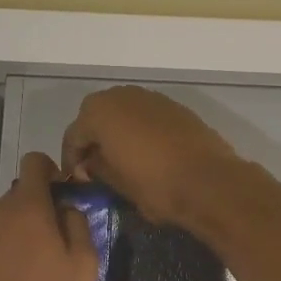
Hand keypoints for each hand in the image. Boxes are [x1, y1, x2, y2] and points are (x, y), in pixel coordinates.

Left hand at [0, 152, 97, 280]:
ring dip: (15, 230)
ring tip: (30, 265)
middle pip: (17, 194)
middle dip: (35, 206)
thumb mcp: (85, 264)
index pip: (33, 162)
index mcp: (27, 207)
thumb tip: (66, 208)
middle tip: (53, 237)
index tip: (60, 191)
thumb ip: (78, 223)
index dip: (49, 170)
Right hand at [60, 86, 245, 227]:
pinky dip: (139, 129)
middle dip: (93, 139)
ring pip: (122, 111)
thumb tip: (90, 162)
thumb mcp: (116, 182)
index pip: (73, 135)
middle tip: (95, 166)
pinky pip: (145, 115)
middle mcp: (122, 95)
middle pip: (96, 115)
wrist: (209, 181)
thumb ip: (96, 167)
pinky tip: (146, 151)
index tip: (78, 181)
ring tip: (120, 158)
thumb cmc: (154, 184)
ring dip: (116, 131)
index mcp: (99, 112)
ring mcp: (151, 97)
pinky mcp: (174, 106)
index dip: (72, 160)